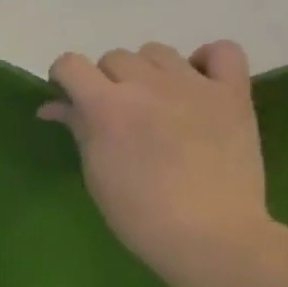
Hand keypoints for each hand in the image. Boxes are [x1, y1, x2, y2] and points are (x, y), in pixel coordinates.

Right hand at [39, 40, 271, 281]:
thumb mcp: (96, 171)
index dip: (64, 78)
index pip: (71, 64)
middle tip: (115, 113)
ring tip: (155, 101)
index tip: (68, 97)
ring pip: (157, 51)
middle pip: (114, 57)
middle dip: (106, 80)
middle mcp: (147, 85)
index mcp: (107, 106)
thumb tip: (53, 106)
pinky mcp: (234, 94)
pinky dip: (207, 60)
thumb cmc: (139, 214)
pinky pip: (222, 51)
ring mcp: (194, 85)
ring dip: (147, 71)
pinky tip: (198, 83)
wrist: (209, 235)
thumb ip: (77, 128)